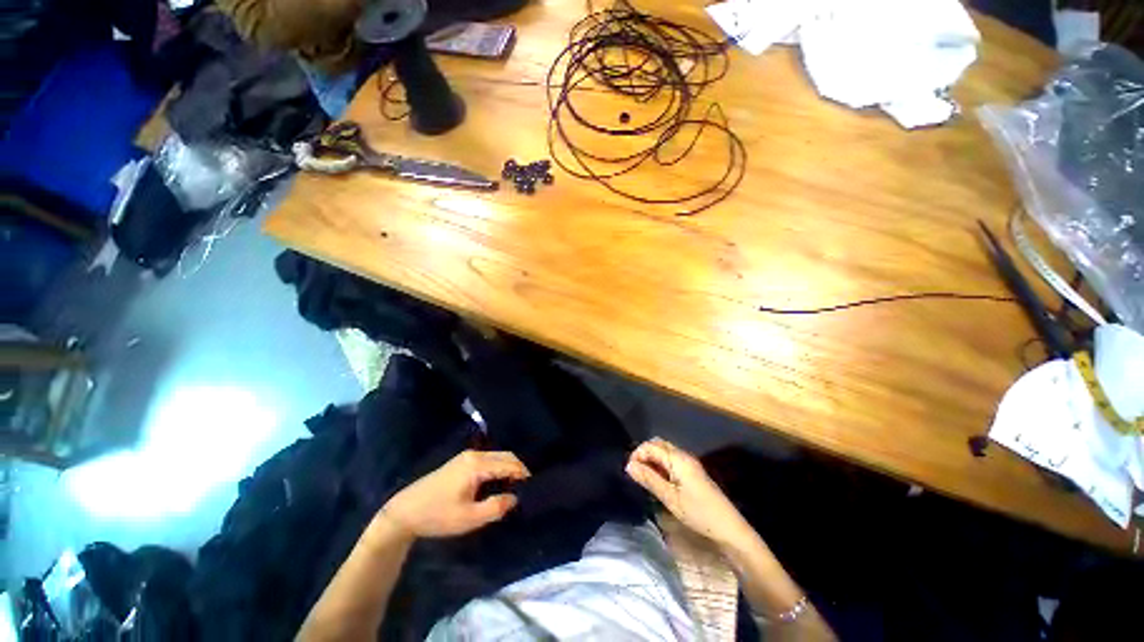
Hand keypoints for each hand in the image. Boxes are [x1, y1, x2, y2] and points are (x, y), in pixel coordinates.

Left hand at [380, 450, 529, 538]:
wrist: (405, 511)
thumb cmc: (437, 515)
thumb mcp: (468, 518)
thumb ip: (495, 508)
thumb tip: (515, 498)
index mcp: (477, 465)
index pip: (509, 463)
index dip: (523, 474)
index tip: (533, 487)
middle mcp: (474, 455)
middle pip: (505, 456)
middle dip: (518, 469)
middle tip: (526, 488)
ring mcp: (467, 456)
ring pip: (497, 457)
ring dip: (508, 468)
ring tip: (515, 487)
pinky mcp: (461, 461)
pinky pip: (488, 460)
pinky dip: (498, 468)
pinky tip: (498, 483)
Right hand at [626, 438, 754, 547]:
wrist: (729, 527)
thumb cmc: (698, 512)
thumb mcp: (670, 497)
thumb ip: (649, 479)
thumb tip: (629, 465)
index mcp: (678, 458)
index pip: (651, 446)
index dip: (637, 454)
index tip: (629, 471)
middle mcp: (683, 455)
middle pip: (658, 444)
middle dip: (644, 454)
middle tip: (635, 473)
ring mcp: (689, 463)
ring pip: (664, 452)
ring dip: (652, 459)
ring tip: (644, 477)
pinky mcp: (692, 471)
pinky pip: (671, 460)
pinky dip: (660, 465)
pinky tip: (658, 480)